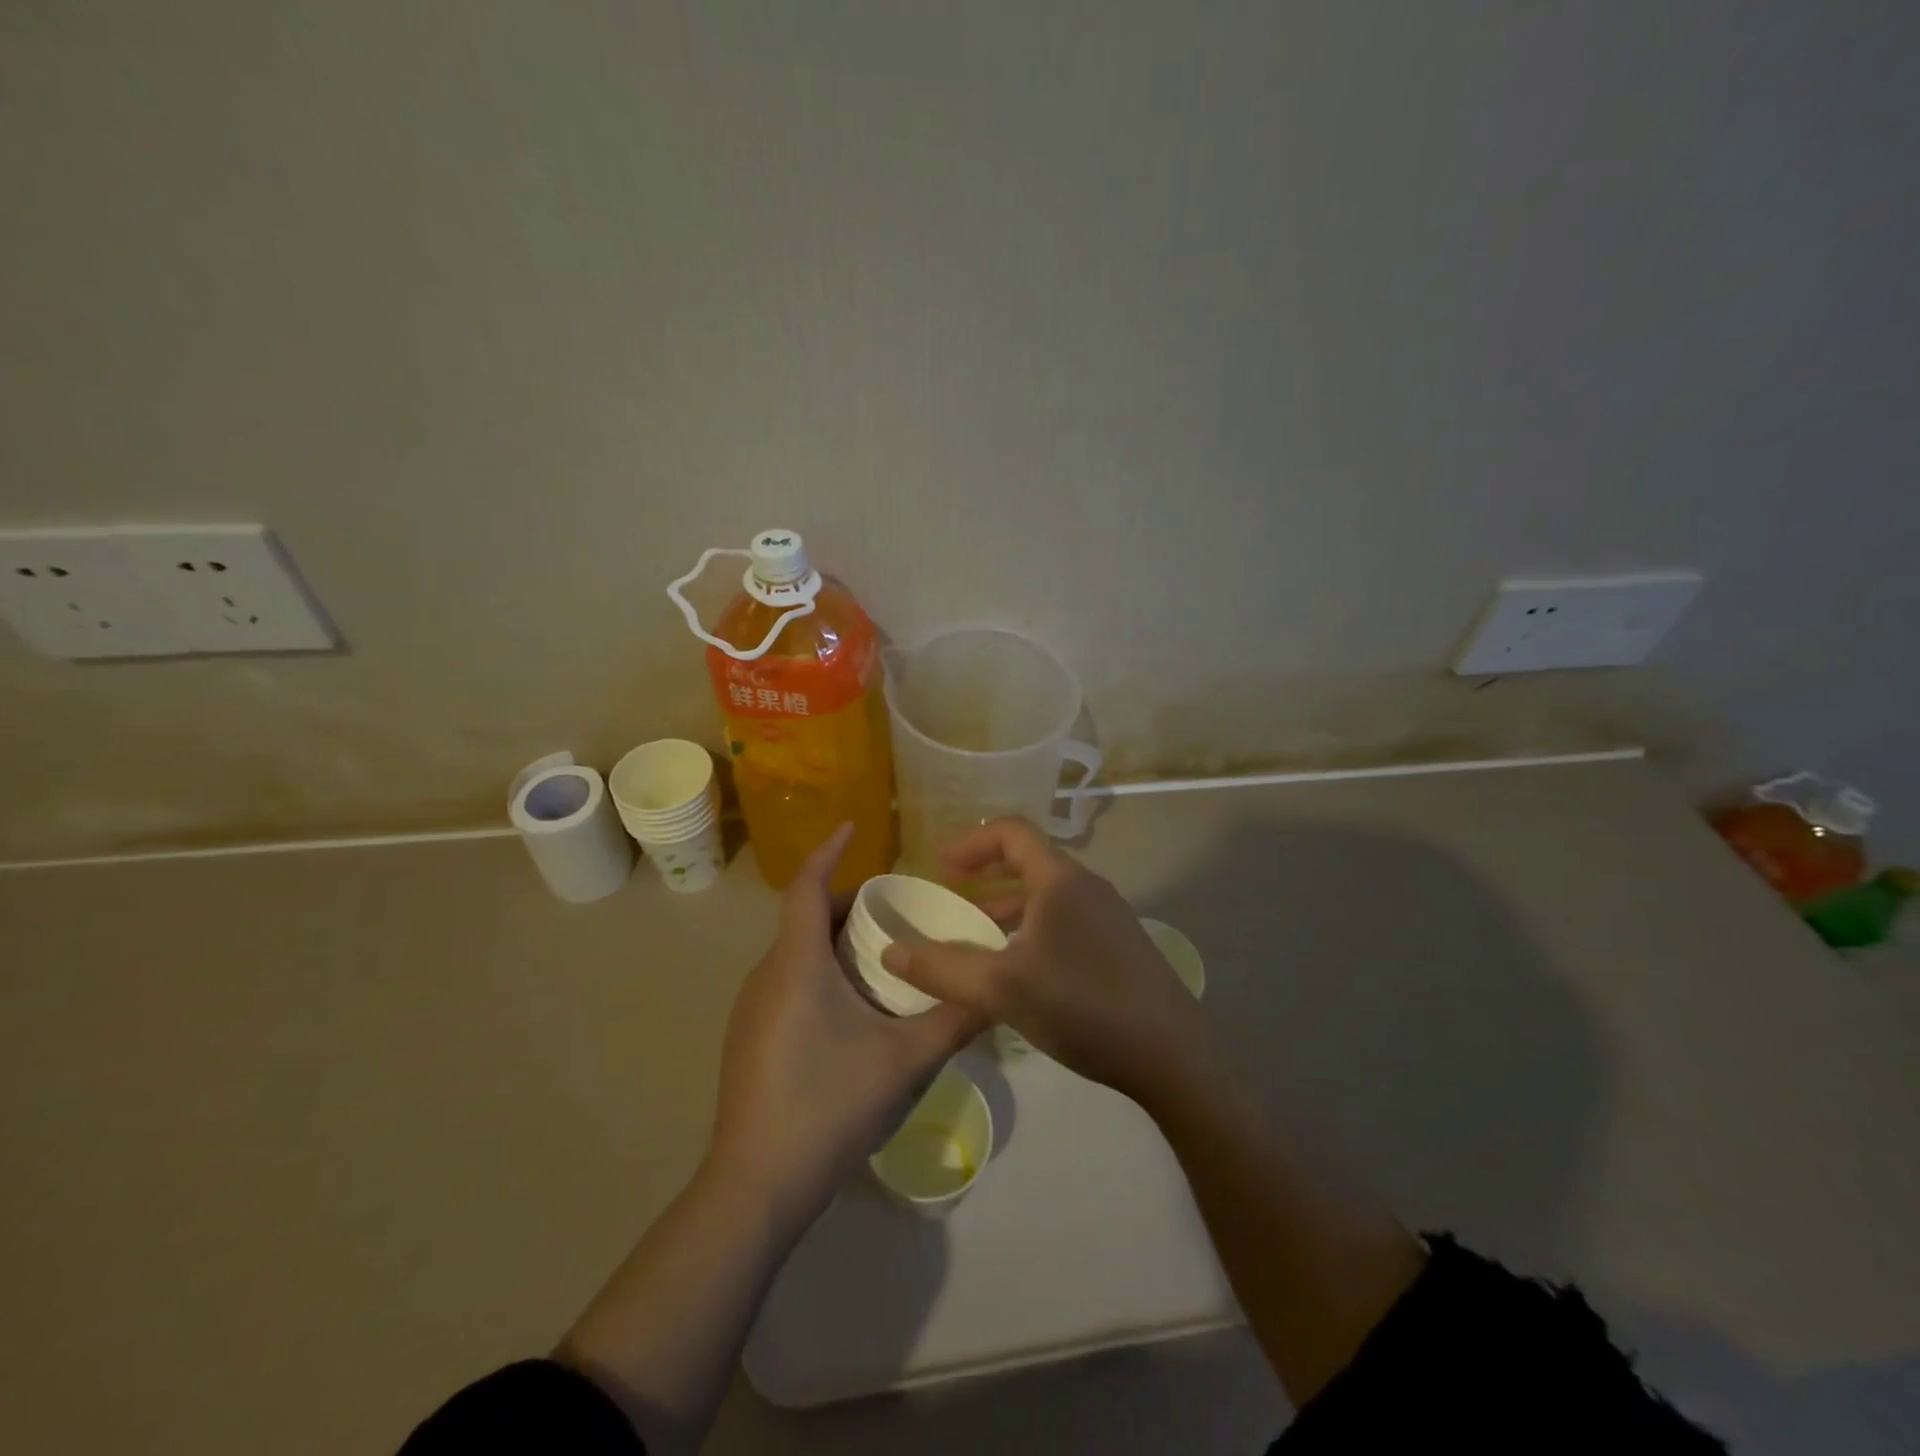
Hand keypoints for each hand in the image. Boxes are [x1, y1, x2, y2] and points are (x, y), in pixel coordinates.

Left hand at [709, 824, 987, 1221]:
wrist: (755, 1186)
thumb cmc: (829, 1105)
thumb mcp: (904, 1060)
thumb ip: (955, 1021)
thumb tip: (998, 990)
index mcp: (797, 964)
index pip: (806, 886)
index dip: (828, 851)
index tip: (853, 827)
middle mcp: (767, 975)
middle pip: (804, 917)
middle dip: (845, 901)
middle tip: (894, 908)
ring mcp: (752, 1009)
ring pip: (795, 952)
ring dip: (832, 940)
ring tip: (881, 954)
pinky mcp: (750, 1038)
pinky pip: (787, 980)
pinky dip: (818, 970)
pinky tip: (851, 1007)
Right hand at [880, 817, 1202, 1099]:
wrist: (1172, 1054)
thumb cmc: (1082, 1005)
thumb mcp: (1002, 988)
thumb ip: (942, 969)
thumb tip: (891, 951)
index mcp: (1060, 879)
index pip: (1012, 832)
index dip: (972, 842)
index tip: (941, 866)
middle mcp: (1087, 887)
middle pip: (1030, 862)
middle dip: (986, 874)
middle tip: (953, 893)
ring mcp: (1109, 917)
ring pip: (1048, 896)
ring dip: (1009, 906)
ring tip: (978, 934)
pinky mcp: (1120, 948)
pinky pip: (1065, 922)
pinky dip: (1033, 929)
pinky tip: (1020, 971)